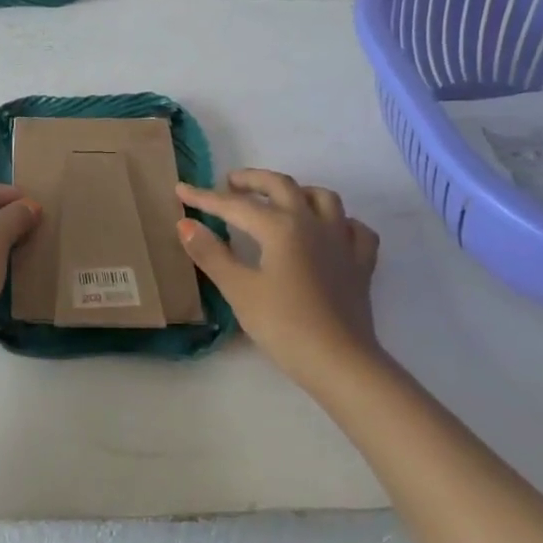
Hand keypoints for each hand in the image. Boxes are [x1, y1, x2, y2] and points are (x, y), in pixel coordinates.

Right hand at [177, 170, 382, 383]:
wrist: (340, 362)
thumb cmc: (284, 326)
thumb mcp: (239, 290)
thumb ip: (211, 254)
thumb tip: (185, 223)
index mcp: (281, 227)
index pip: (235, 205)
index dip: (205, 197)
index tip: (181, 190)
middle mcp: (313, 223)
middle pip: (282, 185)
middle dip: (253, 180)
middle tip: (230, 184)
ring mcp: (342, 241)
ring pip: (323, 198)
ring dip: (297, 191)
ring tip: (278, 200)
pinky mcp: (361, 263)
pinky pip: (354, 228)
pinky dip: (339, 221)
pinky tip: (328, 231)